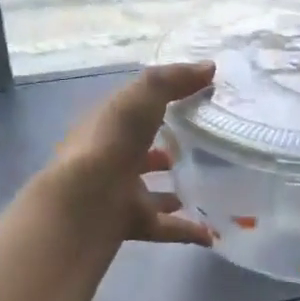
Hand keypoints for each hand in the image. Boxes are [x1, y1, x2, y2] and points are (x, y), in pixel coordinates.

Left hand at [45, 62, 216, 246]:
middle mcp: (110, 159)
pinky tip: (212, 233)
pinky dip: (187, 230)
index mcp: (107, 126)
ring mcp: (119, 193)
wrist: (88, 200)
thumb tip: (209, 67)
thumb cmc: (112, 140)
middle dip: (163, 150)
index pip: (131, 111)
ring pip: (150, 192)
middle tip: (200, 147)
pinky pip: (165, 228)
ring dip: (173, 191)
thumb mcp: (142, 96)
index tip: (190, 102)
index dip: (155, 105)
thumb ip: (173, 80)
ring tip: (208, 187)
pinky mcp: (131, 223)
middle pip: (138, 152)